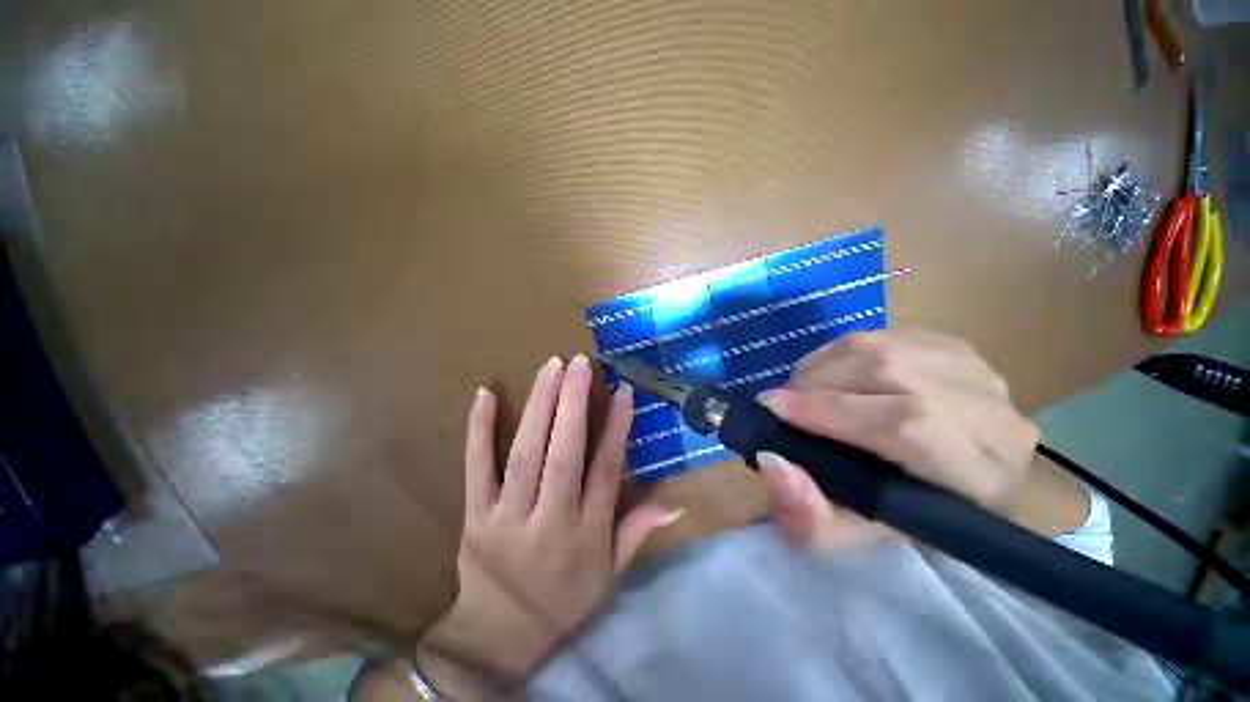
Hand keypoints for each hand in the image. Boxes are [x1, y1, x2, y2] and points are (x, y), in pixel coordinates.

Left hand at [416, 355, 679, 693]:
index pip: (606, 474)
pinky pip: (476, 468)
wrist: (504, 630)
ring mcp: (508, 517)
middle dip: (573, 405)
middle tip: (580, 363)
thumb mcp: (608, 578)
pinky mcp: (475, 515)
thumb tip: (675, 503)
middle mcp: (550, 522)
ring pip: (525, 455)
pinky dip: (480, 430)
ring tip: (550, 368)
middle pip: (564, 456)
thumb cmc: (562, 605)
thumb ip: (635, 535)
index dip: (615, 431)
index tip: (622, 393)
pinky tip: (485, 394)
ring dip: (538, 408)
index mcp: (587, 536)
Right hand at [755, 329, 1074, 549]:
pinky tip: (846, 373)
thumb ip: (820, 522)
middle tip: (784, 402)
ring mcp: (977, 367)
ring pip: (891, 344)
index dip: (829, 412)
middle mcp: (982, 405)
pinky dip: (858, 351)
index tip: (771, 410)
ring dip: (834, 360)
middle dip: (820, 379)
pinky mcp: (965, 346)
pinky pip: (898, 336)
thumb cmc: (937, 526)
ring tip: (808, 386)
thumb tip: (773, 465)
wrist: (1002, 485)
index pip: (899, 426)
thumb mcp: (876, 544)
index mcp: (971, 470)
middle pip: (891, 369)